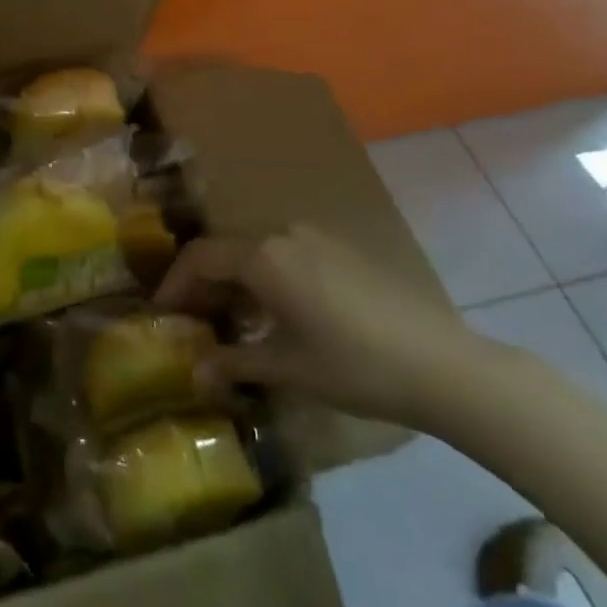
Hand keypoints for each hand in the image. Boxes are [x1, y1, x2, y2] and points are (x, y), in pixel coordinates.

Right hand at [155, 223, 475, 425]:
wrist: (443, 364)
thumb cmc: (355, 365)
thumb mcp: (289, 369)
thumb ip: (236, 363)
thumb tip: (196, 372)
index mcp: (264, 256)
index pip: (200, 257)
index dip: (175, 283)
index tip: (162, 313)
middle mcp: (283, 234)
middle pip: (226, 248)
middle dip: (203, 281)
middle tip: (193, 319)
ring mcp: (316, 237)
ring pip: (256, 249)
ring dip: (236, 278)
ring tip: (232, 319)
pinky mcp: (341, 249)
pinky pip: (286, 252)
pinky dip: (266, 275)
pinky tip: (276, 312)